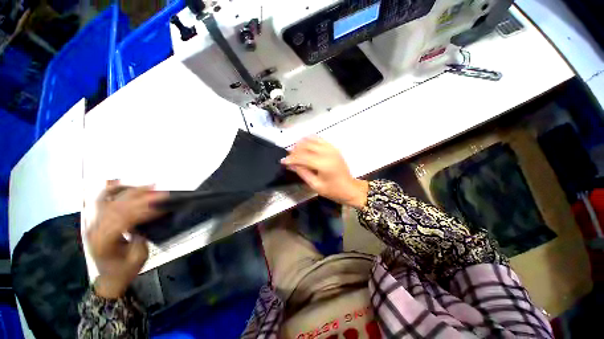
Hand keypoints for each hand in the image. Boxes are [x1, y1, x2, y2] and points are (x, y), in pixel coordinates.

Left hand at [88, 180, 167, 298]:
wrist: (109, 277)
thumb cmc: (125, 270)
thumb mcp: (138, 257)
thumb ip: (140, 237)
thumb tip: (146, 220)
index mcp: (103, 242)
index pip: (124, 219)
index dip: (145, 211)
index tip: (162, 207)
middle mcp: (95, 228)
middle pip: (117, 206)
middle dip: (142, 198)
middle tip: (162, 193)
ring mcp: (93, 222)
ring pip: (110, 200)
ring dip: (132, 191)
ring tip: (150, 185)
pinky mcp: (96, 219)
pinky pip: (102, 200)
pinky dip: (113, 190)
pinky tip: (125, 184)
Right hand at [281, 137, 368, 208]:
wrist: (349, 188)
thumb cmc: (332, 190)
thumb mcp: (315, 185)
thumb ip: (302, 172)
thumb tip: (290, 164)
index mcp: (323, 164)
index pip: (302, 157)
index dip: (291, 159)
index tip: (282, 161)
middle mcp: (327, 153)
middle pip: (306, 146)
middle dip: (294, 150)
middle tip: (289, 157)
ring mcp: (331, 148)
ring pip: (312, 140)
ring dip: (301, 144)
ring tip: (295, 151)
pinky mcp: (333, 148)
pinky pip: (319, 139)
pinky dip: (310, 140)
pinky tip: (305, 145)